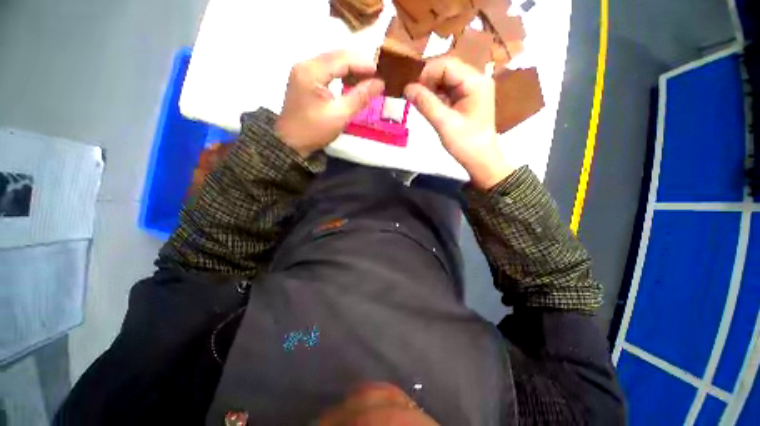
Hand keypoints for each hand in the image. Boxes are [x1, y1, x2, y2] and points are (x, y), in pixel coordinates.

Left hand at [276, 51, 384, 156]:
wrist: (290, 143)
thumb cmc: (313, 131)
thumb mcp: (339, 115)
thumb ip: (360, 97)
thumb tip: (380, 83)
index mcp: (311, 71)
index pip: (342, 59)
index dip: (363, 64)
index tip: (381, 73)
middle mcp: (305, 64)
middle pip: (336, 56)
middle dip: (358, 64)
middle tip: (376, 76)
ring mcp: (303, 71)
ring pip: (332, 62)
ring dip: (350, 69)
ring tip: (367, 79)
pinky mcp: (304, 79)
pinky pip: (327, 70)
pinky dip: (341, 74)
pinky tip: (351, 82)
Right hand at [404, 57, 514, 189]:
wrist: (480, 160)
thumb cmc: (465, 143)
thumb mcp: (444, 124)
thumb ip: (425, 103)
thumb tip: (407, 87)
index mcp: (475, 82)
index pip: (447, 65)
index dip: (427, 74)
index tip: (413, 92)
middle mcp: (476, 79)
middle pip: (447, 69)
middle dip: (429, 82)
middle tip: (416, 99)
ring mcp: (472, 89)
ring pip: (446, 80)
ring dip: (432, 90)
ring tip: (422, 105)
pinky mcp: (467, 98)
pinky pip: (449, 90)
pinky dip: (437, 97)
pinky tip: (431, 108)